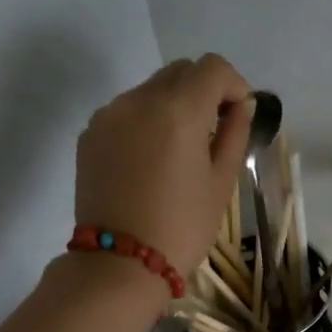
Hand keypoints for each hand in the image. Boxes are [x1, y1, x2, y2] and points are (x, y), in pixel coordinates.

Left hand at [75, 54, 254, 277]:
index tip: (240, 116)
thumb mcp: (222, 183)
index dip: (234, 86)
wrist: (120, 264)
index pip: (213, 68)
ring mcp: (109, 114)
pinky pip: (127, 113)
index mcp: (178, 109)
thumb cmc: (182, 226)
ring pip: (151, 90)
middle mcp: (139, 99)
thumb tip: (241, 105)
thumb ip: (235, 134)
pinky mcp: (90, 134)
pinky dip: (146, 123)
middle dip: (203, 92)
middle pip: (180, 72)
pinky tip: (150, 163)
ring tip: (179, 153)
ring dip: (173, 107)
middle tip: (213, 133)